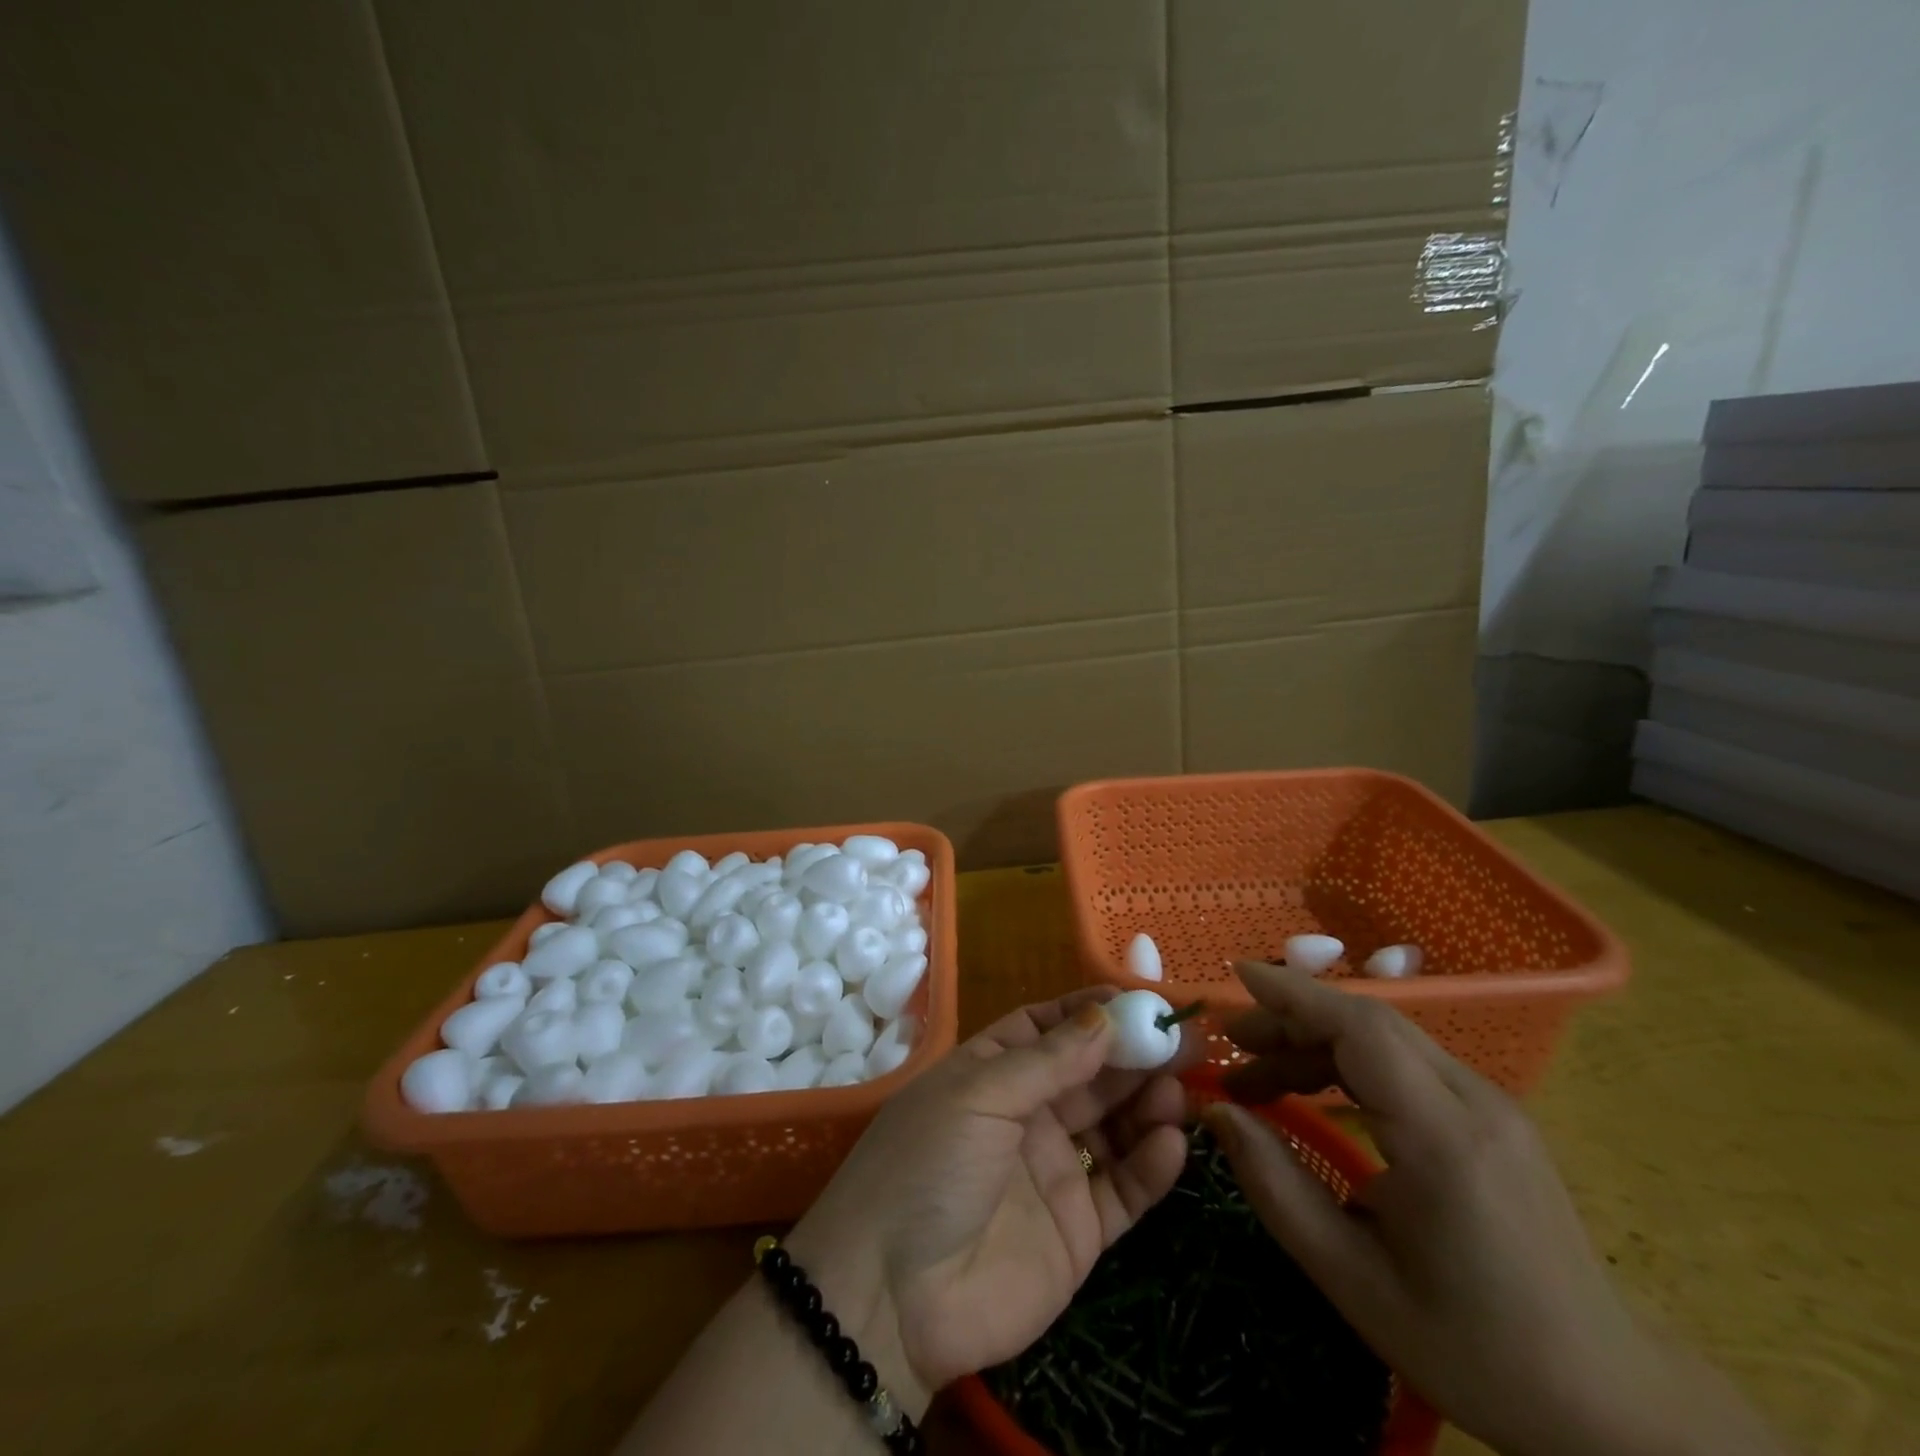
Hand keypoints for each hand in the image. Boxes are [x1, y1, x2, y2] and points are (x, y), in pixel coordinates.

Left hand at [785, 988, 1190, 1412]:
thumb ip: (1048, 1061)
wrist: (892, 1298)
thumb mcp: (980, 1097)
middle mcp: (1027, 1114)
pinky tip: (1170, 1144)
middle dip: (1133, 1054)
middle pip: (1090, 1073)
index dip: (1091, 1011)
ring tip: (1176, 1090)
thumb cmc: (928, 1167)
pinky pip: (1124, 1189)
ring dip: (1147, 1104)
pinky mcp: (1078, 1230)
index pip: (1049, 1028)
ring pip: (1114, 1125)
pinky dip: (1151, 1166)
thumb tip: (1104, 1016)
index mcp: (993, 1072)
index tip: (1139, 999)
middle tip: (1182, 1040)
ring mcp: (1054, 1171)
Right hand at [1205, 962, 1786, 1455]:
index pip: (1361, 1030)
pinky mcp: (1495, 1117)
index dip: (1294, 995)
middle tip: (1234, 1047)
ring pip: (1388, 1038)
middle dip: (1292, 1020)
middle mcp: (1476, 1102)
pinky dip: (1350, 1062)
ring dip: (1317, 1043)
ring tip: (1262, 1078)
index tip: (1237, 977)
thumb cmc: (1473, 1348)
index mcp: (1445, 1140)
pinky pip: (1408, 1063)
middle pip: (1370, 1023)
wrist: (1609, 1403)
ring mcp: (1493, 1106)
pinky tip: (1319, 1092)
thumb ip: (1276, 1186)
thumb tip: (1217, 1112)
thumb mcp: (1353, 1279)